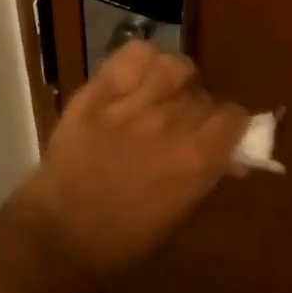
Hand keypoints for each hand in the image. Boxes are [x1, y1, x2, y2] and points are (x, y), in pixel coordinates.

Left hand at [10, 42, 247, 282]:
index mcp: (196, 160)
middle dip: (198, 109)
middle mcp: (171, 124)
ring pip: (175, 66)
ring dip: (175, 80)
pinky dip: (142, 60)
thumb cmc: (123, 238)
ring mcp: (133, 104)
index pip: (234, 116)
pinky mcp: (98, 91)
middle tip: (179, 127)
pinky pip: (135, 53)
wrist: (57, 235)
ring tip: (161, 93)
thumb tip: (234, 156)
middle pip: (203, 94)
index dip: (229, 124)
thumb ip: (208, 177)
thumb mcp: (178, 216)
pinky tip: (137, 77)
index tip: (218, 134)